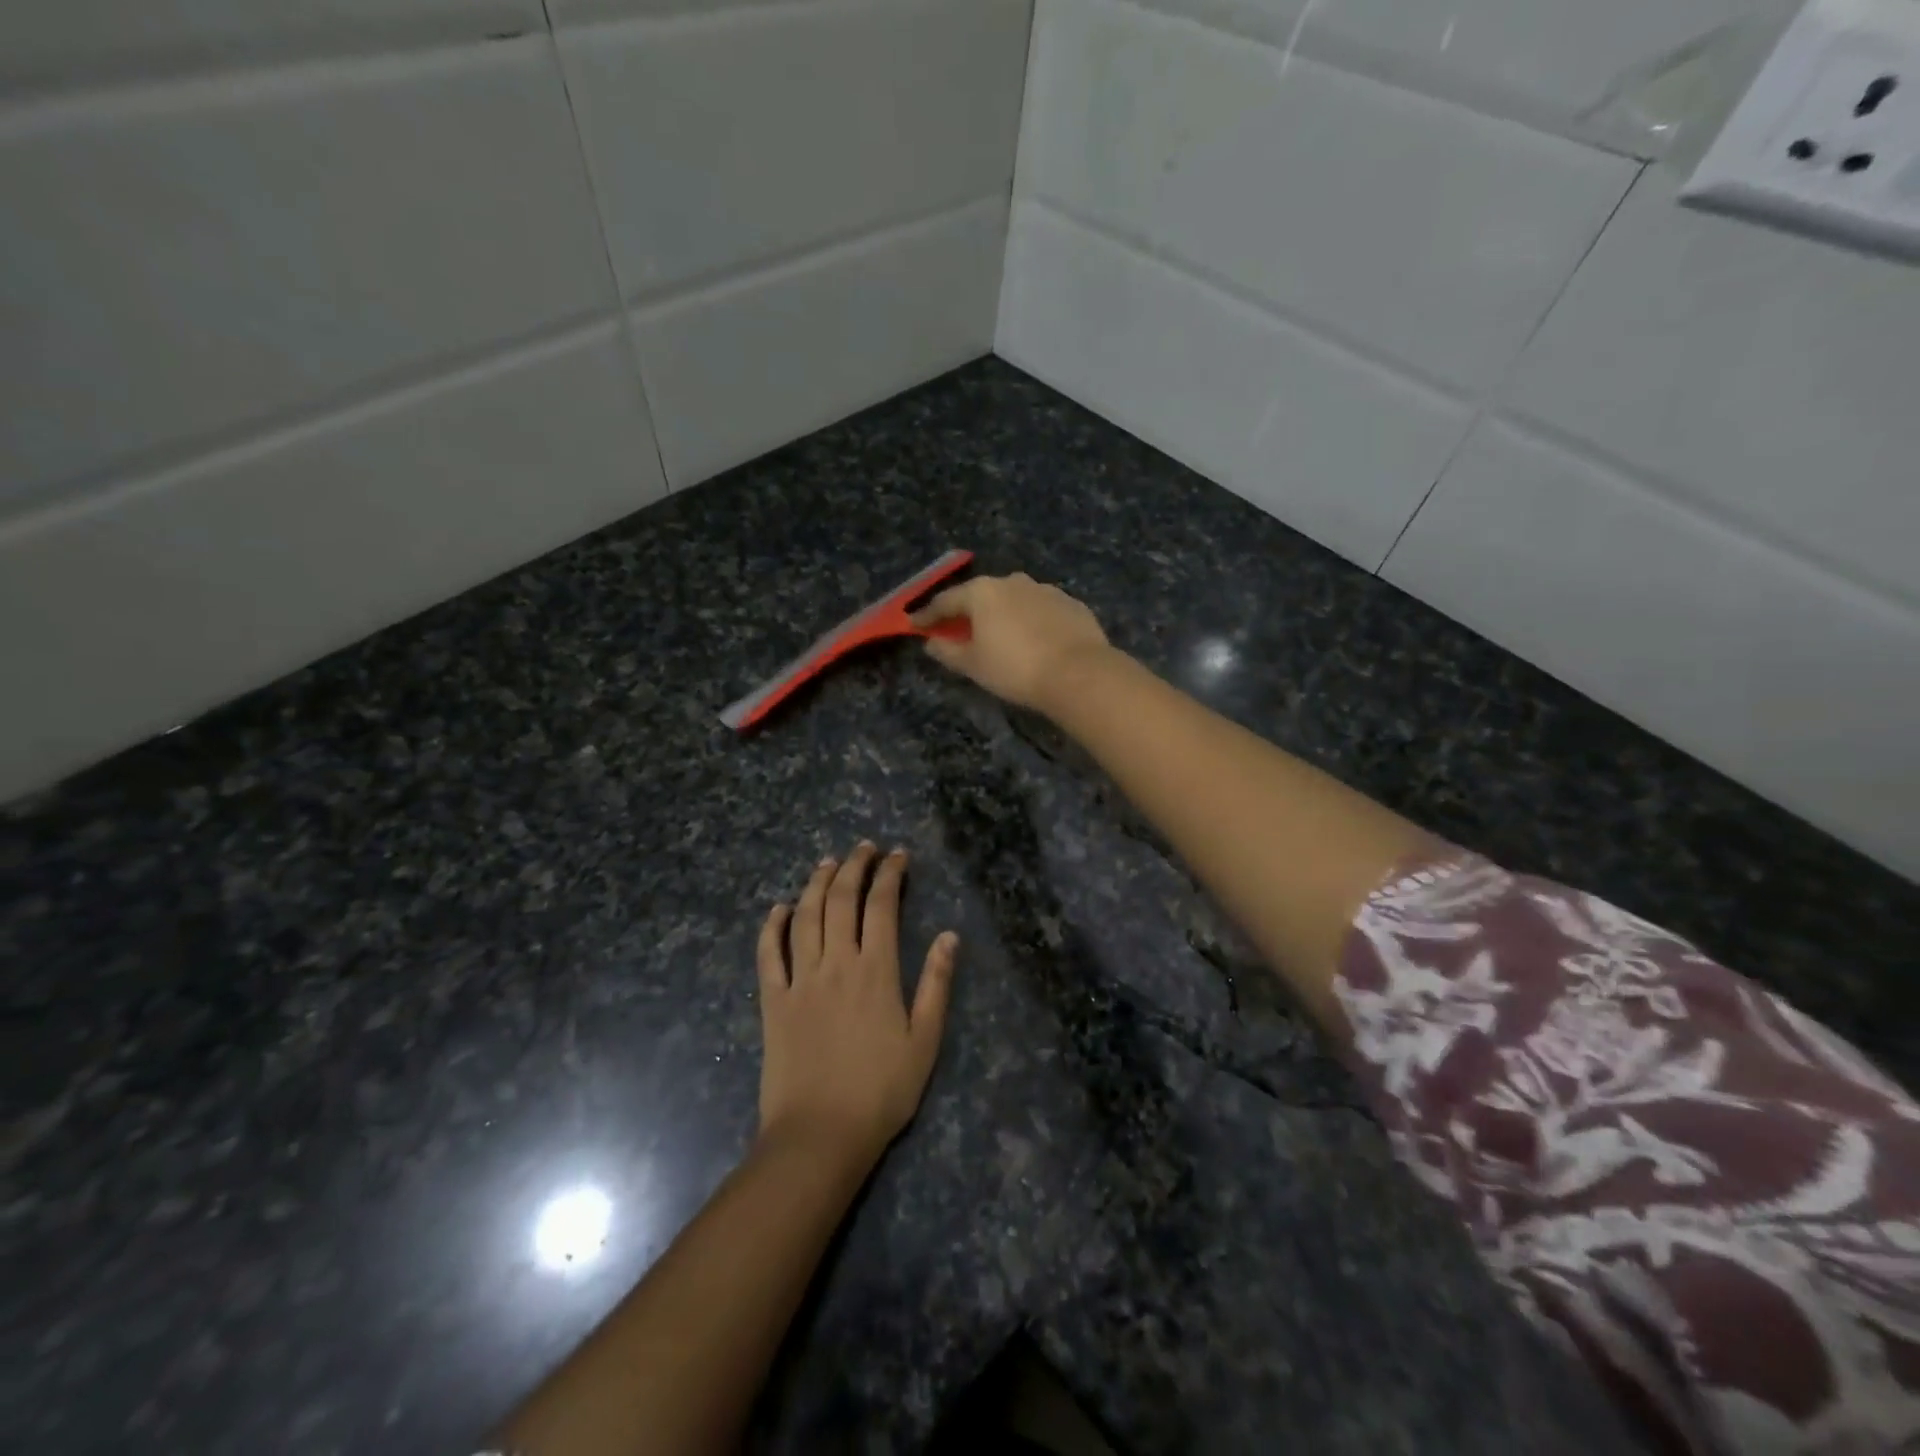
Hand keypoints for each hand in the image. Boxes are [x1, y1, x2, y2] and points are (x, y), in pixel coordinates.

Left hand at [756, 843, 957, 1168]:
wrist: (820, 1135)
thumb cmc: (881, 1091)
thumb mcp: (925, 1041)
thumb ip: (936, 984)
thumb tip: (950, 936)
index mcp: (875, 970)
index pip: (882, 906)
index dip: (890, 874)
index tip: (898, 855)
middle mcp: (836, 963)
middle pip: (842, 900)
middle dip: (854, 866)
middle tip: (864, 848)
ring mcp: (800, 980)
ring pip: (806, 916)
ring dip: (817, 884)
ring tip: (827, 862)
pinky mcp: (773, 1001)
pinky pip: (769, 954)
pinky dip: (772, 926)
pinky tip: (779, 908)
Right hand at [910, 573, 1110, 714]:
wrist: (1078, 672)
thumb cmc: (1014, 668)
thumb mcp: (973, 665)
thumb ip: (947, 651)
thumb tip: (931, 642)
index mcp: (983, 592)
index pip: (946, 601)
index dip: (928, 615)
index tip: (916, 625)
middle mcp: (1013, 582)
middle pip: (981, 596)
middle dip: (968, 612)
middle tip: (959, 631)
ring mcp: (1045, 590)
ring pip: (1014, 600)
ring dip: (1002, 615)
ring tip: (999, 637)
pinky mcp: (1071, 604)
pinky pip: (1040, 611)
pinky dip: (1030, 622)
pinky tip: (1033, 641)